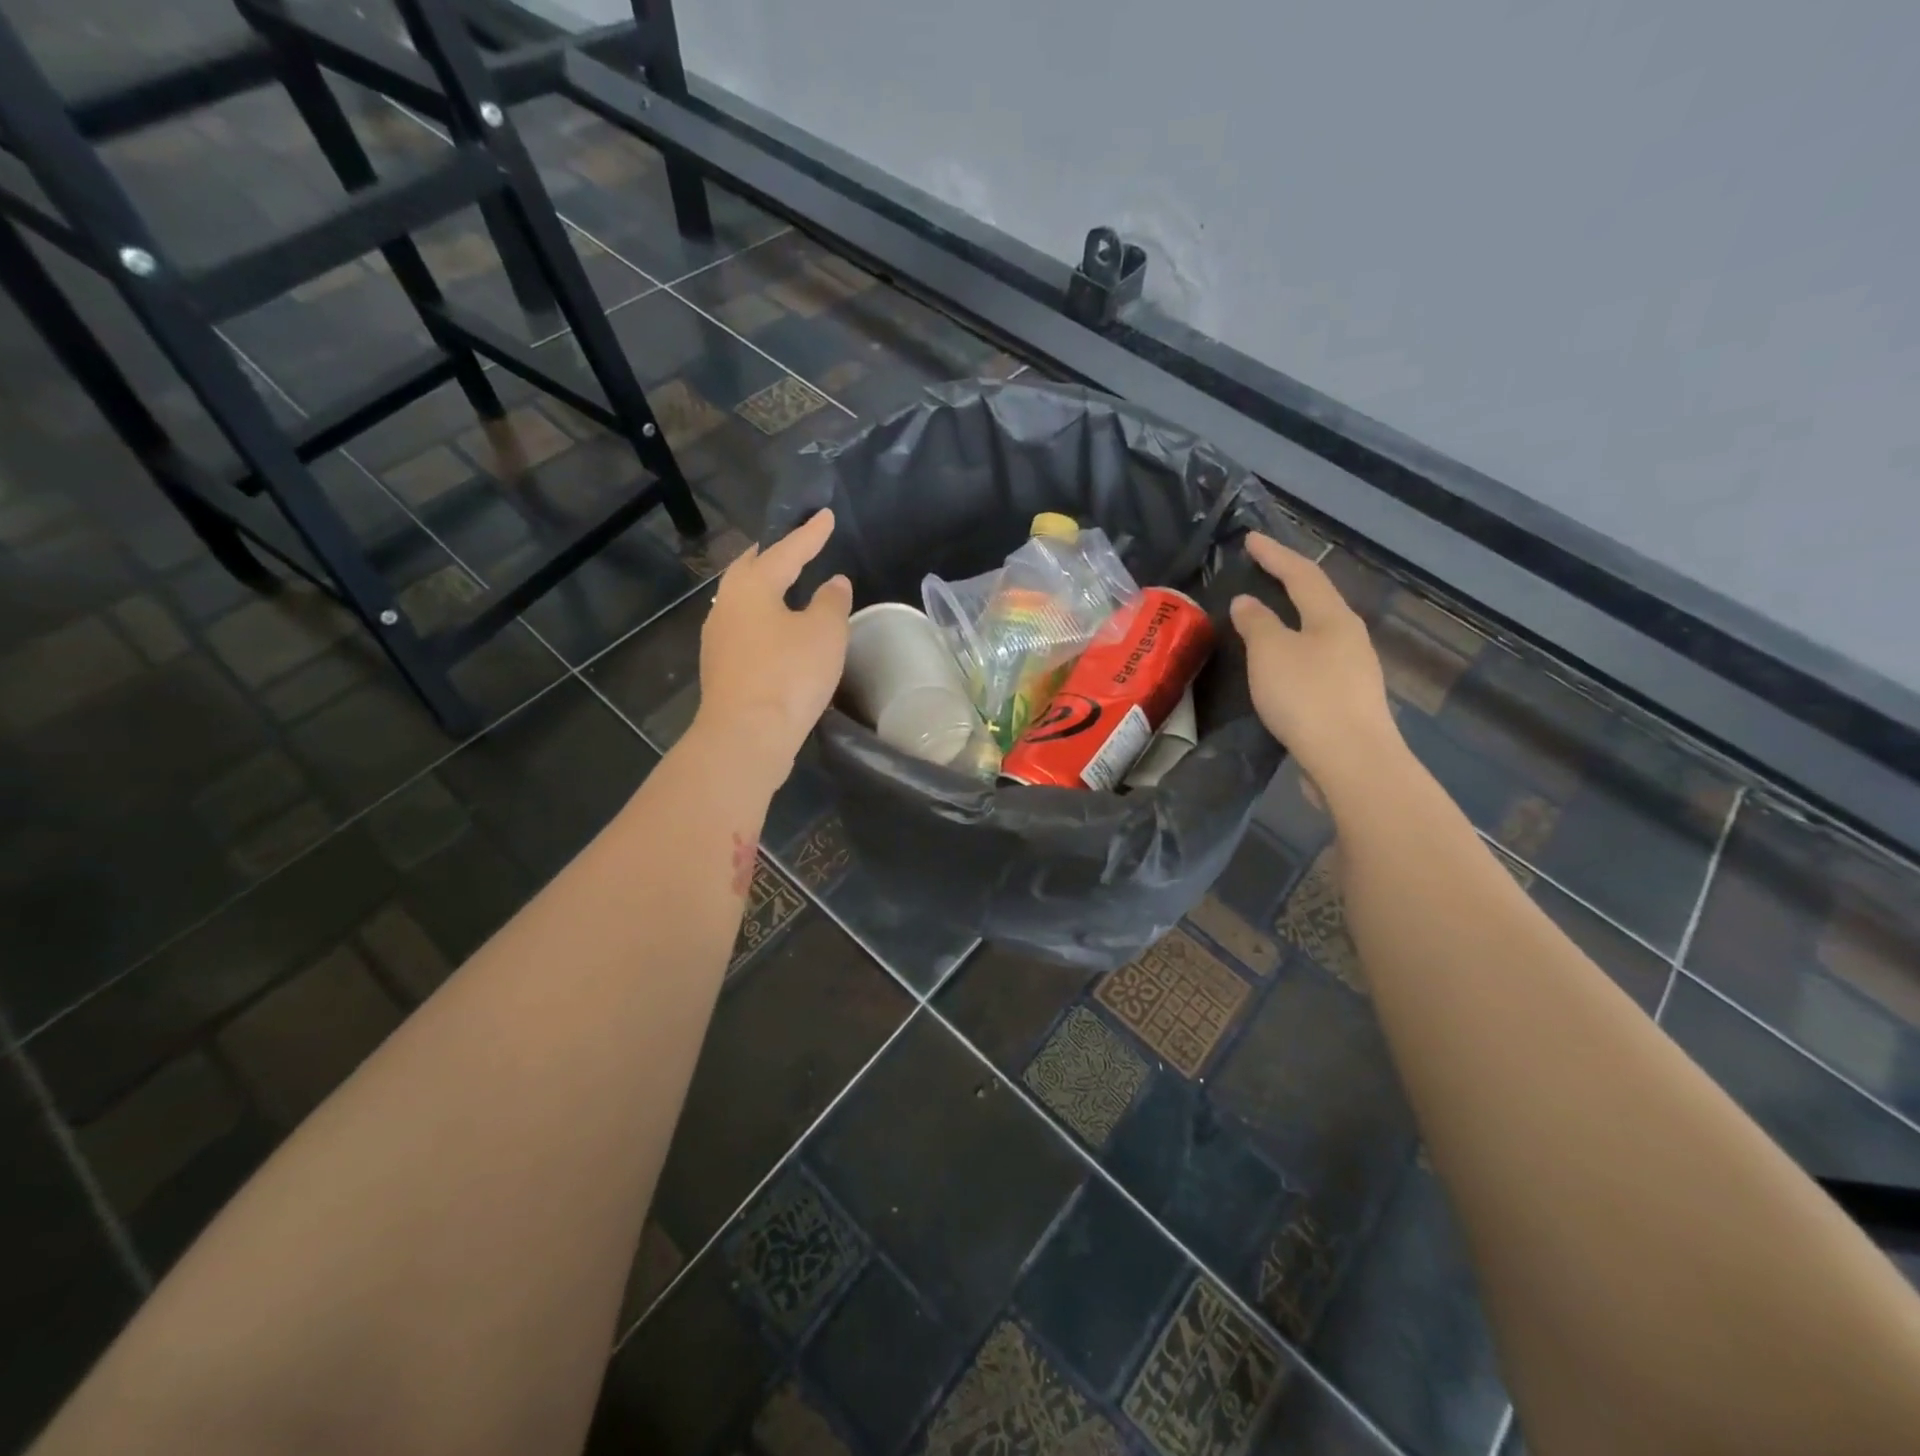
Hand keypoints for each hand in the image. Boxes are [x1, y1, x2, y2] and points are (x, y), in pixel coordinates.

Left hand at [694, 509, 851, 772]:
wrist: (746, 735)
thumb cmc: (789, 675)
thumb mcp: (824, 633)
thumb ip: (831, 602)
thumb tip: (833, 583)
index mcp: (751, 586)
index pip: (785, 551)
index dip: (810, 534)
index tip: (826, 516)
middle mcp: (727, 605)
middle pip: (751, 569)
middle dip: (774, 555)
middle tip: (795, 545)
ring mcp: (718, 638)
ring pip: (743, 600)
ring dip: (765, 588)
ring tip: (787, 585)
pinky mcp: (721, 667)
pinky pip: (744, 628)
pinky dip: (763, 618)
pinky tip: (776, 630)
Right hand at [1231, 533, 1398, 792]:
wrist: (1351, 761)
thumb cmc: (1307, 697)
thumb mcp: (1270, 653)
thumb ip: (1257, 623)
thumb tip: (1247, 601)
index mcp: (1333, 618)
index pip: (1302, 574)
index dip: (1275, 554)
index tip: (1251, 538)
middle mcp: (1350, 638)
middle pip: (1317, 601)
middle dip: (1289, 584)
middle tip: (1262, 573)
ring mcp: (1353, 672)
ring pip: (1317, 634)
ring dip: (1291, 622)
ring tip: (1264, 621)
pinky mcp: (1347, 702)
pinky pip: (1315, 664)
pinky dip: (1293, 655)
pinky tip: (1280, 669)